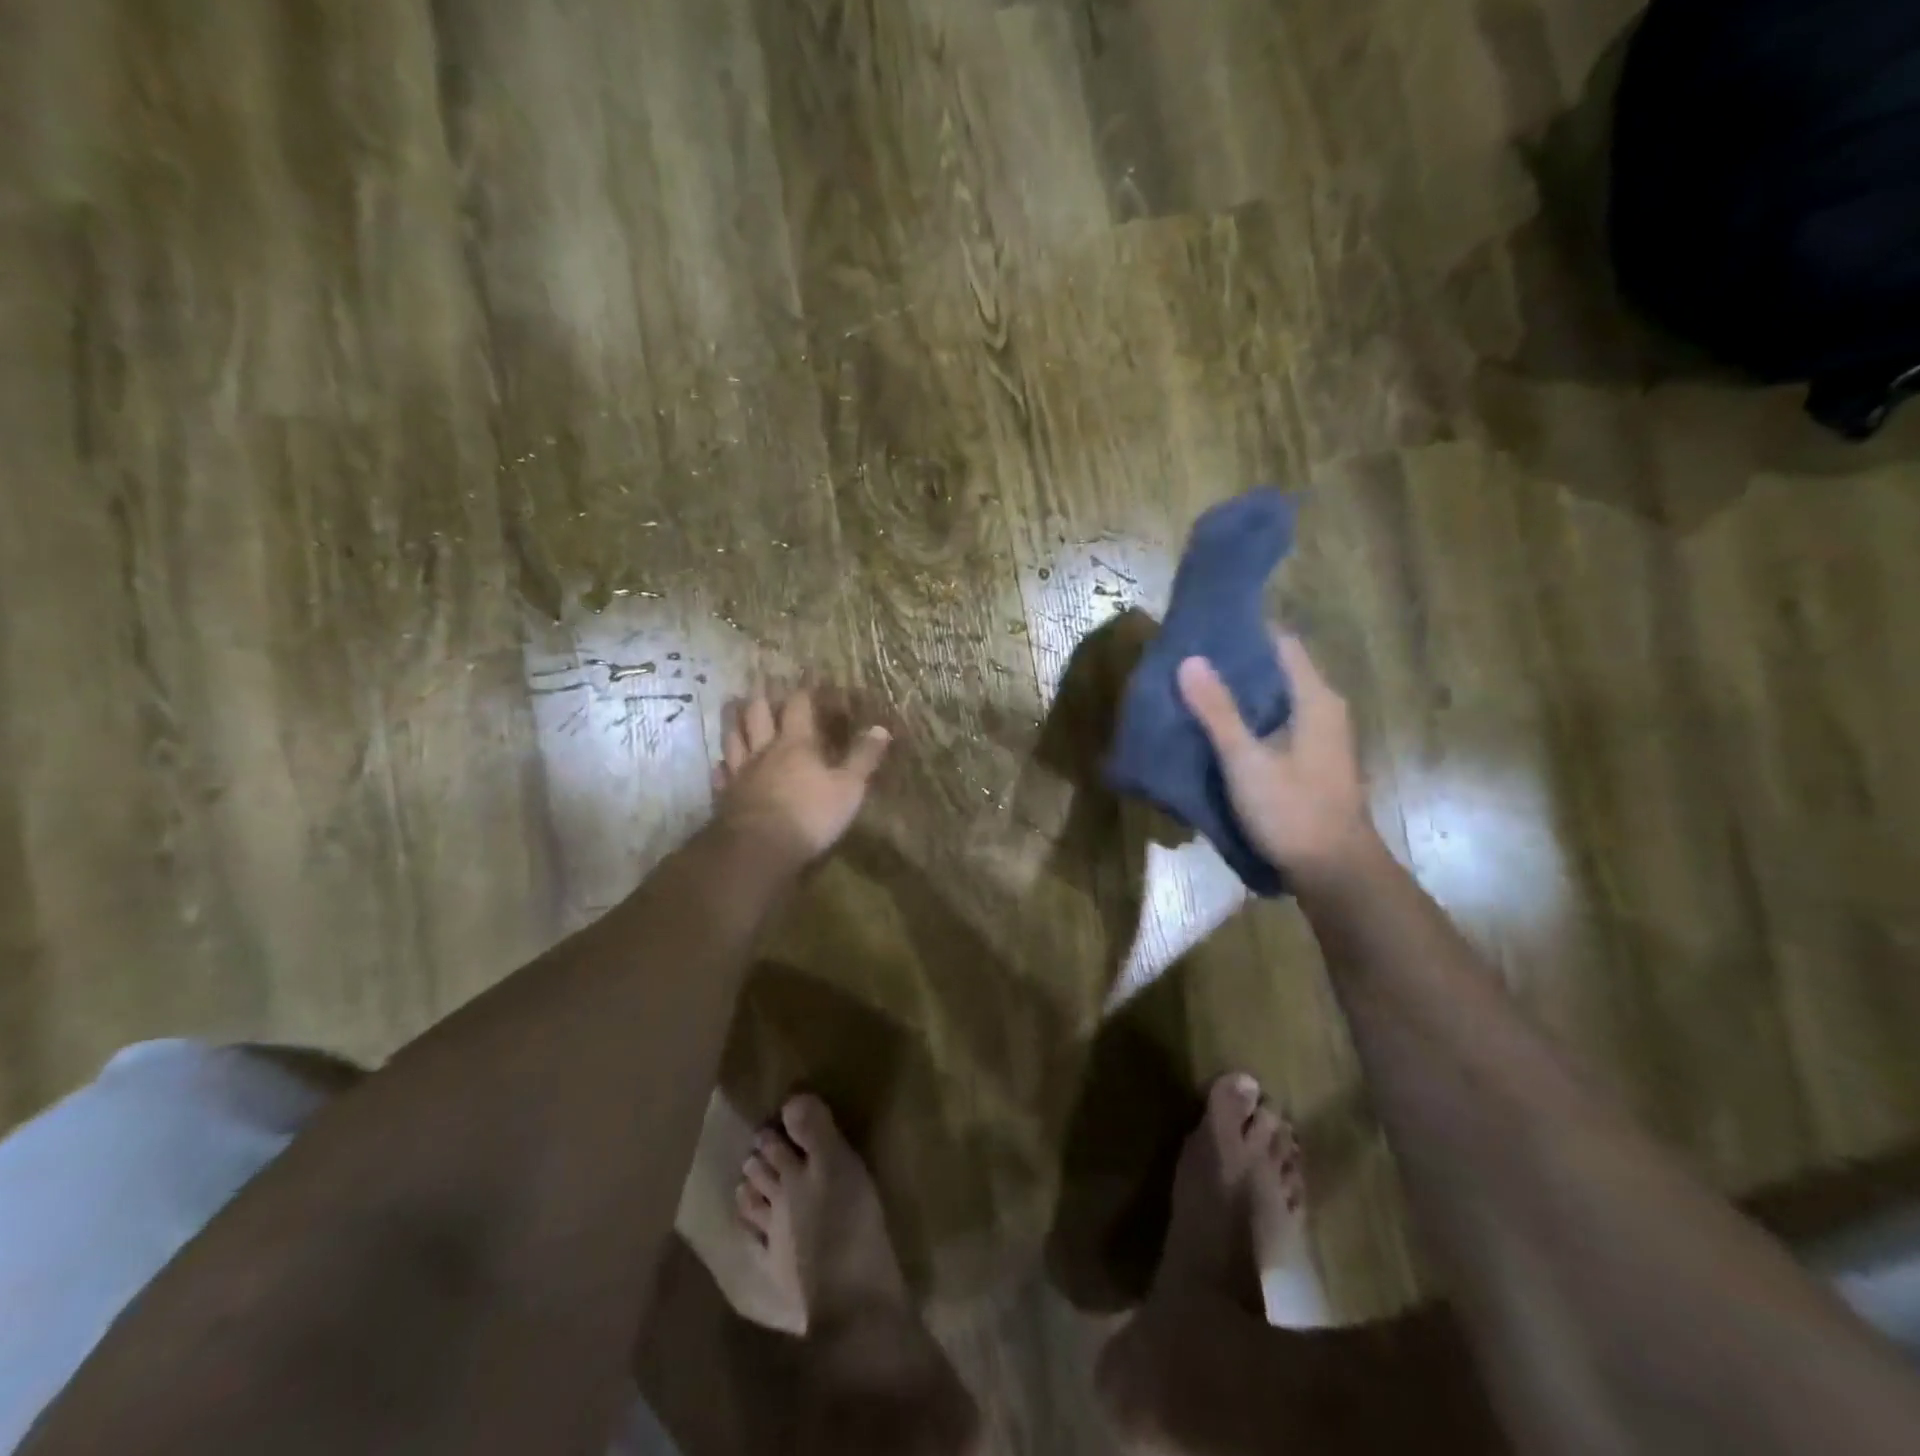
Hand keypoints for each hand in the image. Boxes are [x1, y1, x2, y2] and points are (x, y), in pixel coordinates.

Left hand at [713, 686, 891, 863]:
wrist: (759, 848)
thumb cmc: (810, 815)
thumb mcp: (849, 788)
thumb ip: (863, 758)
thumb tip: (882, 729)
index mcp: (796, 744)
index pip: (798, 707)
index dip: (803, 692)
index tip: (807, 681)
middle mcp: (765, 750)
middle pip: (758, 715)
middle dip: (761, 698)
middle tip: (760, 683)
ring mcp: (740, 773)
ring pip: (733, 738)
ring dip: (733, 720)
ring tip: (732, 706)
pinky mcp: (725, 796)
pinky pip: (721, 774)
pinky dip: (721, 765)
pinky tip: (720, 763)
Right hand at [1176, 634, 1375, 883]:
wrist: (1334, 871)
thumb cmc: (1293, 811)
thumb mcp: (1246, 761)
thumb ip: (1217, 711)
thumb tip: (1190, 660)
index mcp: (1315, 699)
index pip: (1281, 643)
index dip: (1244, 632)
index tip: (1203, 630)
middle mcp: (1323, 709)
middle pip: (1276, 671)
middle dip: (1234, 665)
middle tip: (1186, 662)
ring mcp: (1320, 737)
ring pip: (1274, 701)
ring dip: (1239, 695)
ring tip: (1192, 691)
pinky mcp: (1311, 762)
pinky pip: (1276, 726)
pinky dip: (1249, 721)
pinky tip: (1216, 731)